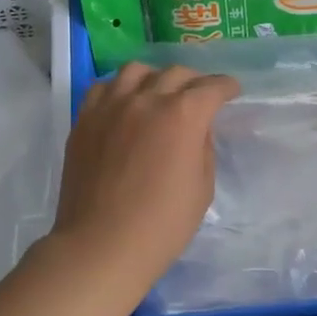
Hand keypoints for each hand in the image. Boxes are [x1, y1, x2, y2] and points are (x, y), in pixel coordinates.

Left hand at [47, 63, 240, 299]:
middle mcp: (147, 99)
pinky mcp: (84, 119)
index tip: (231, 91)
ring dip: (155, 78)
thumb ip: (202, 148)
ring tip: (158, 93)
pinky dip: (120, 89)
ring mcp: (111, 106)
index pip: (211, 88)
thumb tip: (195, 130)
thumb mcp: (202, 188)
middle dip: (194, 81)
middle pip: (175, 74)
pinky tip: (124, 104)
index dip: (226, 87)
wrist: (102, 244)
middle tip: (199, 96)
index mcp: (183, 115)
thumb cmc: (162, 225)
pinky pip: (104, 88)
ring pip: (136, 71)